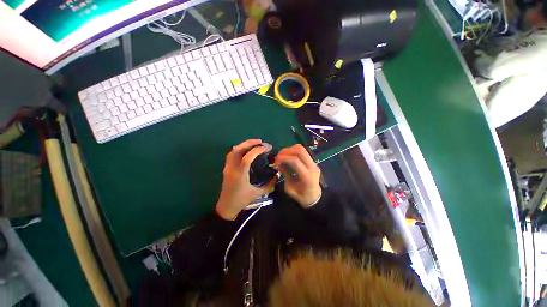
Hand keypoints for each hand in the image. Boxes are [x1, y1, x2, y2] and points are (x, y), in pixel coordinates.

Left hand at [216, 139, 275, 219]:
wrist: (226, 207)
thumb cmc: (241, 201)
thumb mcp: (257, 194)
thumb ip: (269, 185)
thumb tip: (278, 176)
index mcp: (240, 174)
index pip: (247, 157)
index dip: (257, 150)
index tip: (267, 148)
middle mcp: (232, 168)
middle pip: (238, 150)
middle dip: (249, 143)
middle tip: (260, 141)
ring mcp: (227, 168)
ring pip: (233, 151)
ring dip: (243, 145)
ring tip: (254, 143)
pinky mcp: (226, 169)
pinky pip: (231, 155)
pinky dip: (238, 149)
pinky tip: (245, 150)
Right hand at [274, 144, 321, 207]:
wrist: (315, 198)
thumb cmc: (302, 197)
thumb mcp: (290, 189)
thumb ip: (285, 175)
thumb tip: (280, 164)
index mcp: (307, 176)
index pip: (296, 161)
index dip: (284, 158)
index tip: (275, 161)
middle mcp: (312, 167)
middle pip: (300, 151)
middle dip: (286, 151)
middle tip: (278, 157)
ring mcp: (314, 163)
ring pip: (302, 149)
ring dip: (290, 150)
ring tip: (282, 156)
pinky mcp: (312, 161)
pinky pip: (303, 152)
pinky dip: (293, 151)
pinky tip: (287, 157)